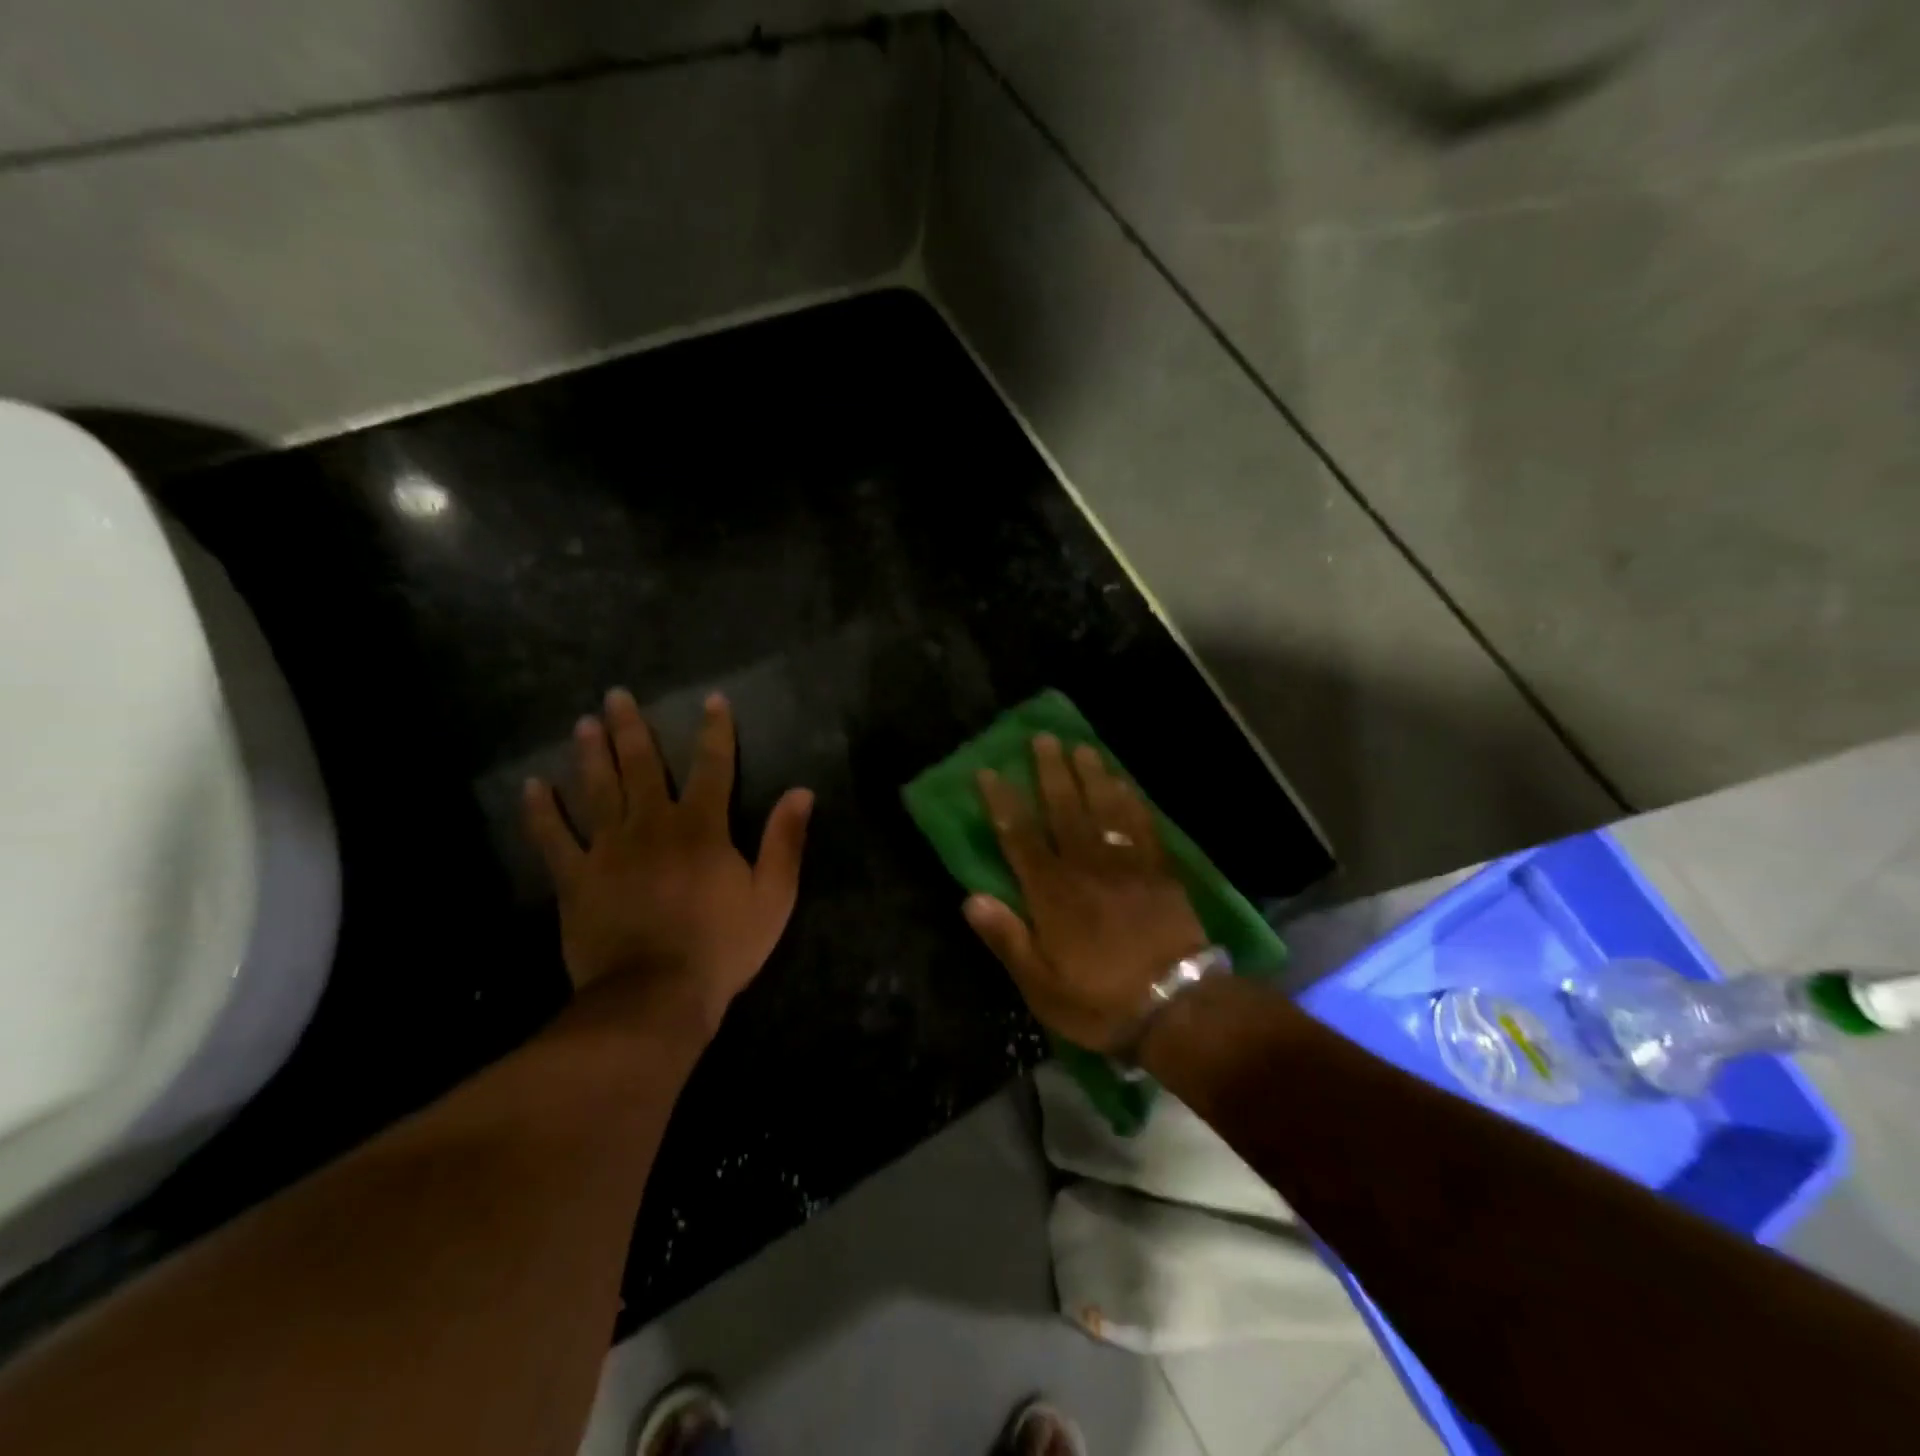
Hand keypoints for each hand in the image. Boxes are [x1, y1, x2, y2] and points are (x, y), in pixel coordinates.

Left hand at [522, 689, 812, 1038]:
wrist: (655, 997)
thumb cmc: (721, 946)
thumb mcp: (773, 897)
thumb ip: (785, 841)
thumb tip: (802, 791)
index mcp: (702, 828)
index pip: (712, 766)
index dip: (715, 731)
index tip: (712, 699)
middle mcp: (652, 825)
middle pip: (640, 767)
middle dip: (632, 729)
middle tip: (615, 695)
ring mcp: (608, 850)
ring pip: (596, 790)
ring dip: (590, 754)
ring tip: (583, 724)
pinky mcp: (575, 878)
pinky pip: (552, 838)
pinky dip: (540, 811)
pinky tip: (531, 786)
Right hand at [962, 734, 1206, 1052]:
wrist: (1176, 1006)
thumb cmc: (1099, 1000)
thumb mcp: (1040, 984)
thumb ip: (1006, 938)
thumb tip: (970, 898)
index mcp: (1052, 893)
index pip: (1019, 837)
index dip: (1002, 802)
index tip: (989, 772)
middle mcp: (1085, 866)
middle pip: (1063, 808)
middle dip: (1049, 771)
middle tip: (1042, 738)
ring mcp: (1125, 863)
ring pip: (1103, 807)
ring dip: (1090, 774)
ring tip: (1080, 746)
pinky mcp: (1158, 869)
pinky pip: (1141, 824)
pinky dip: (1130, 799)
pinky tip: (1124, 782)